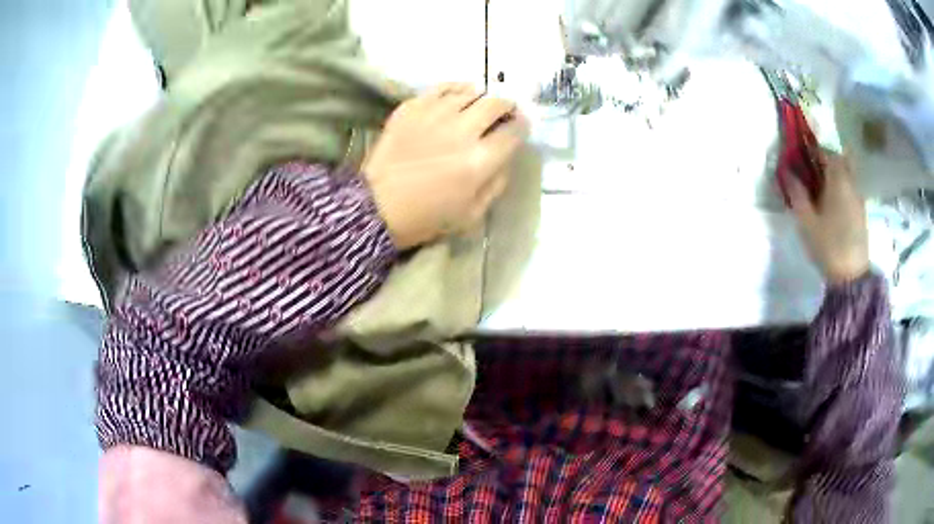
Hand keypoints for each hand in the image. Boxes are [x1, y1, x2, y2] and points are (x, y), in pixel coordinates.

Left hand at [363, 83, 528, 248]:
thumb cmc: (426, 217)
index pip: (514, 131)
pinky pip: (441, 88)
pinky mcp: (412, 108)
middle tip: (503, 113)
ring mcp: (434, 114)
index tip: (519, 127)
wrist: (376, 207)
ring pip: (470, 91)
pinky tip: (456, 97)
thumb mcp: (473, 214)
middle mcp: (461, 130)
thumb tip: (505, 156)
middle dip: (506, 107)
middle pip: (496, 104)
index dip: (522, 127)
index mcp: (480, 160)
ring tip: (478, 106)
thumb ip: (496, 183)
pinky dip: (455, 89)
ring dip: (481, 98)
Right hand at [788, 150, 869, 284]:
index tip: (801, 154)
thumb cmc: (828, 246)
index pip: (826, 151)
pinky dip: (841, 188)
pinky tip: (832, 204)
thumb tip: (787, 172)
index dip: (813, 149)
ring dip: (834, 174)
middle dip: (826, 159)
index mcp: (838, 180)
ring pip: (846, 175)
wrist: (851, 277)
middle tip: (812, 170)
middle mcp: (851, 183)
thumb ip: (797, 194)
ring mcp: (858, 198)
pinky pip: (850, 189)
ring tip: (821, 189)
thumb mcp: (807, 222)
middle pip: (840, 160)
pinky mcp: (861, 213)